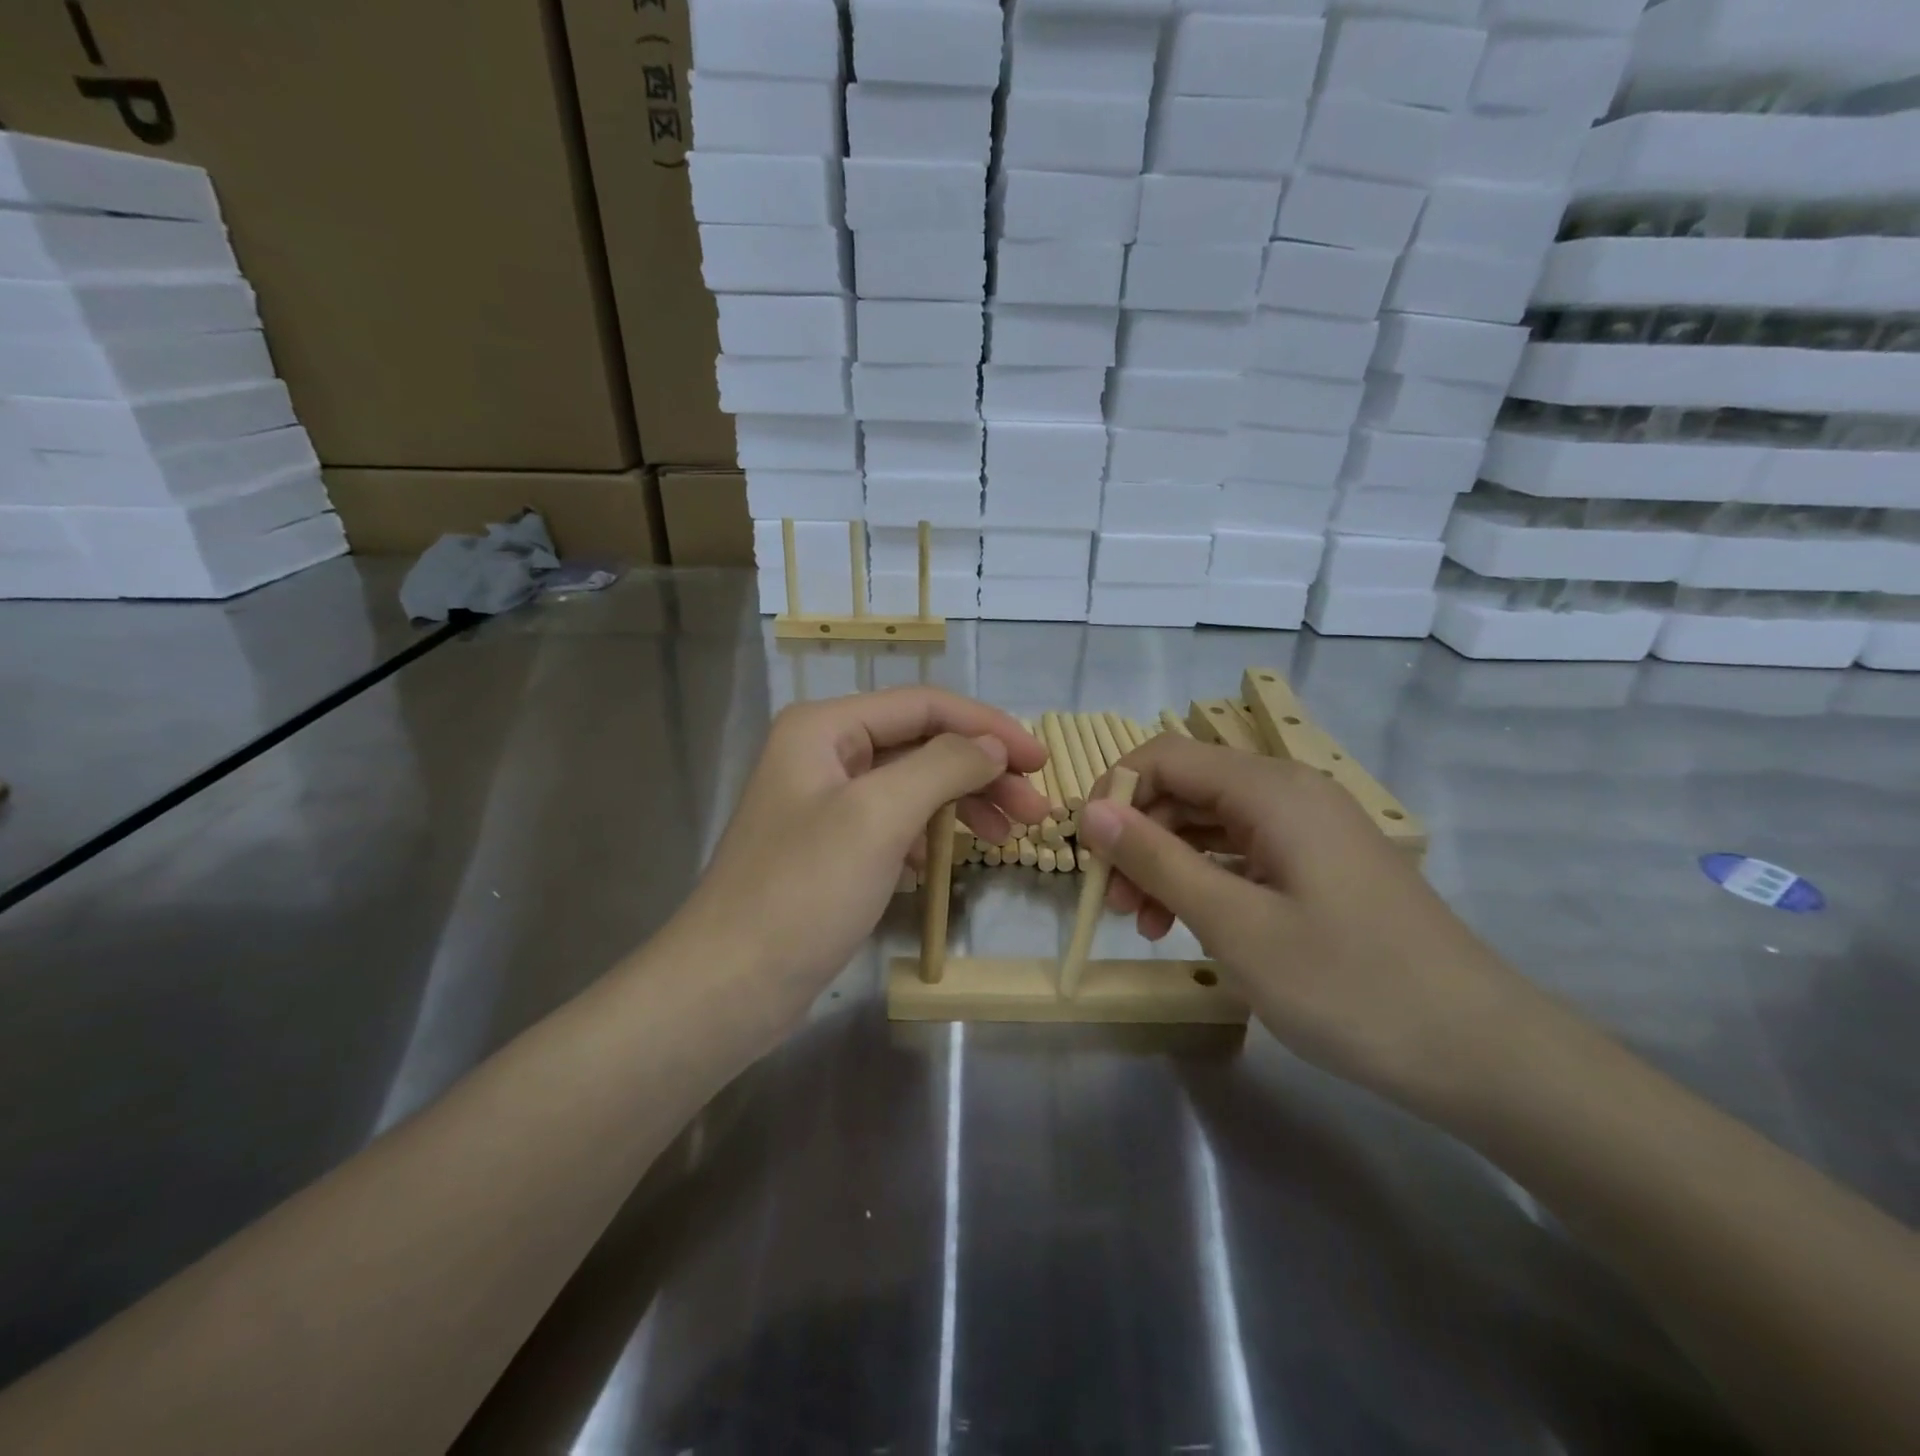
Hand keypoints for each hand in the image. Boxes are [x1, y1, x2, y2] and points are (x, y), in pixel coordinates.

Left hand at [673, 689, 1050, 1018]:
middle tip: (1035, 809)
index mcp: (825, 727)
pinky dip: (927, 835)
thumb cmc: (803, 893)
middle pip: (921, 744)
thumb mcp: (879, 817)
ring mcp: (824, 802)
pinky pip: (892, 823)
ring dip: (962, 803)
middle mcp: (823, 752)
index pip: (925, 706)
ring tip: (1007, 836)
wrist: (728, 986)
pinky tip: (943, 863)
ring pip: (911, 785)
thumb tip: (992, 745)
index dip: (989, 727)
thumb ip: (942, 765)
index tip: (1041, 761)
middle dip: (981, 771)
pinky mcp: (829, 846)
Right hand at [1078, 735, 1553, 1111]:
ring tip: (1146, 925)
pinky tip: (1190, 924)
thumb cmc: (1349, 985)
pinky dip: (1206, 880)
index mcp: (1272, 790)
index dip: (1114, 792)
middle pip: (1186, 790)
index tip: (1086, 851)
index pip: (1166, 756)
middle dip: (1138, 837)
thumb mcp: (1235, 924)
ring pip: (1211, 824)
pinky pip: (1243, 854)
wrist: (1482, 1052)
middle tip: (1113, 904)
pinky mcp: (1321, 866)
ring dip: (1167, 864)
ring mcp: (1310, 830)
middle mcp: (1291, 793)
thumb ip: (1157, 859)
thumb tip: (1092, 811)